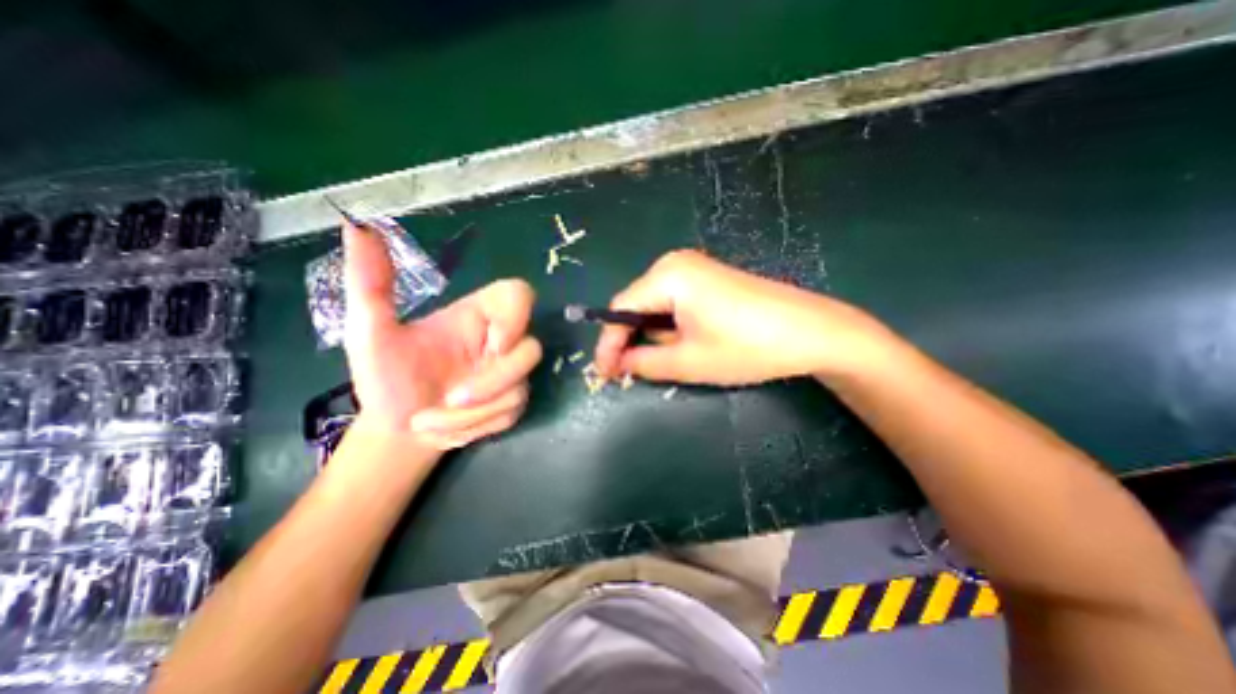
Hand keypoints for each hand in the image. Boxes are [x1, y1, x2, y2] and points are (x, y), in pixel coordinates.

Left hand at [345, 221, 542, 450]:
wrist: (396, 429)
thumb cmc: (385, 378)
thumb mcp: (370, 333)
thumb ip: (370, 284)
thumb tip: (356, 225)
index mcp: (477, 316)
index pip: (520, 295)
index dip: (517, 316)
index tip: (492, 345)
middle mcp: (501, 342)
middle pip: (531, 350)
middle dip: (490, 383)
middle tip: (451, 398)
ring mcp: (511, 375)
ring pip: (519, 388)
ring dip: (472, 412)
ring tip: (430, 419)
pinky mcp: (512, 402)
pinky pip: (512, 412)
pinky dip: (476, 426)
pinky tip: (448, 427)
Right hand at [593, 250, 894, 387]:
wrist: (811, 331)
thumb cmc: (746, 347)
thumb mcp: (688, 361)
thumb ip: (644, 361)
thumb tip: (619, 363)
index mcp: (667, 275)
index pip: (620, 309)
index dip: (608, 344)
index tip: (603, 373)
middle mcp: (675, 263)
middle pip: (636, 304)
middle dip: (630, 339)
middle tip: (627, 372)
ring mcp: (695, 269)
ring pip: (655, 305)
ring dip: (651, 334)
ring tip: (659, 361)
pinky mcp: (709, 279)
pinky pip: (674, 302)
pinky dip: (669, 326)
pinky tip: (681, 344)